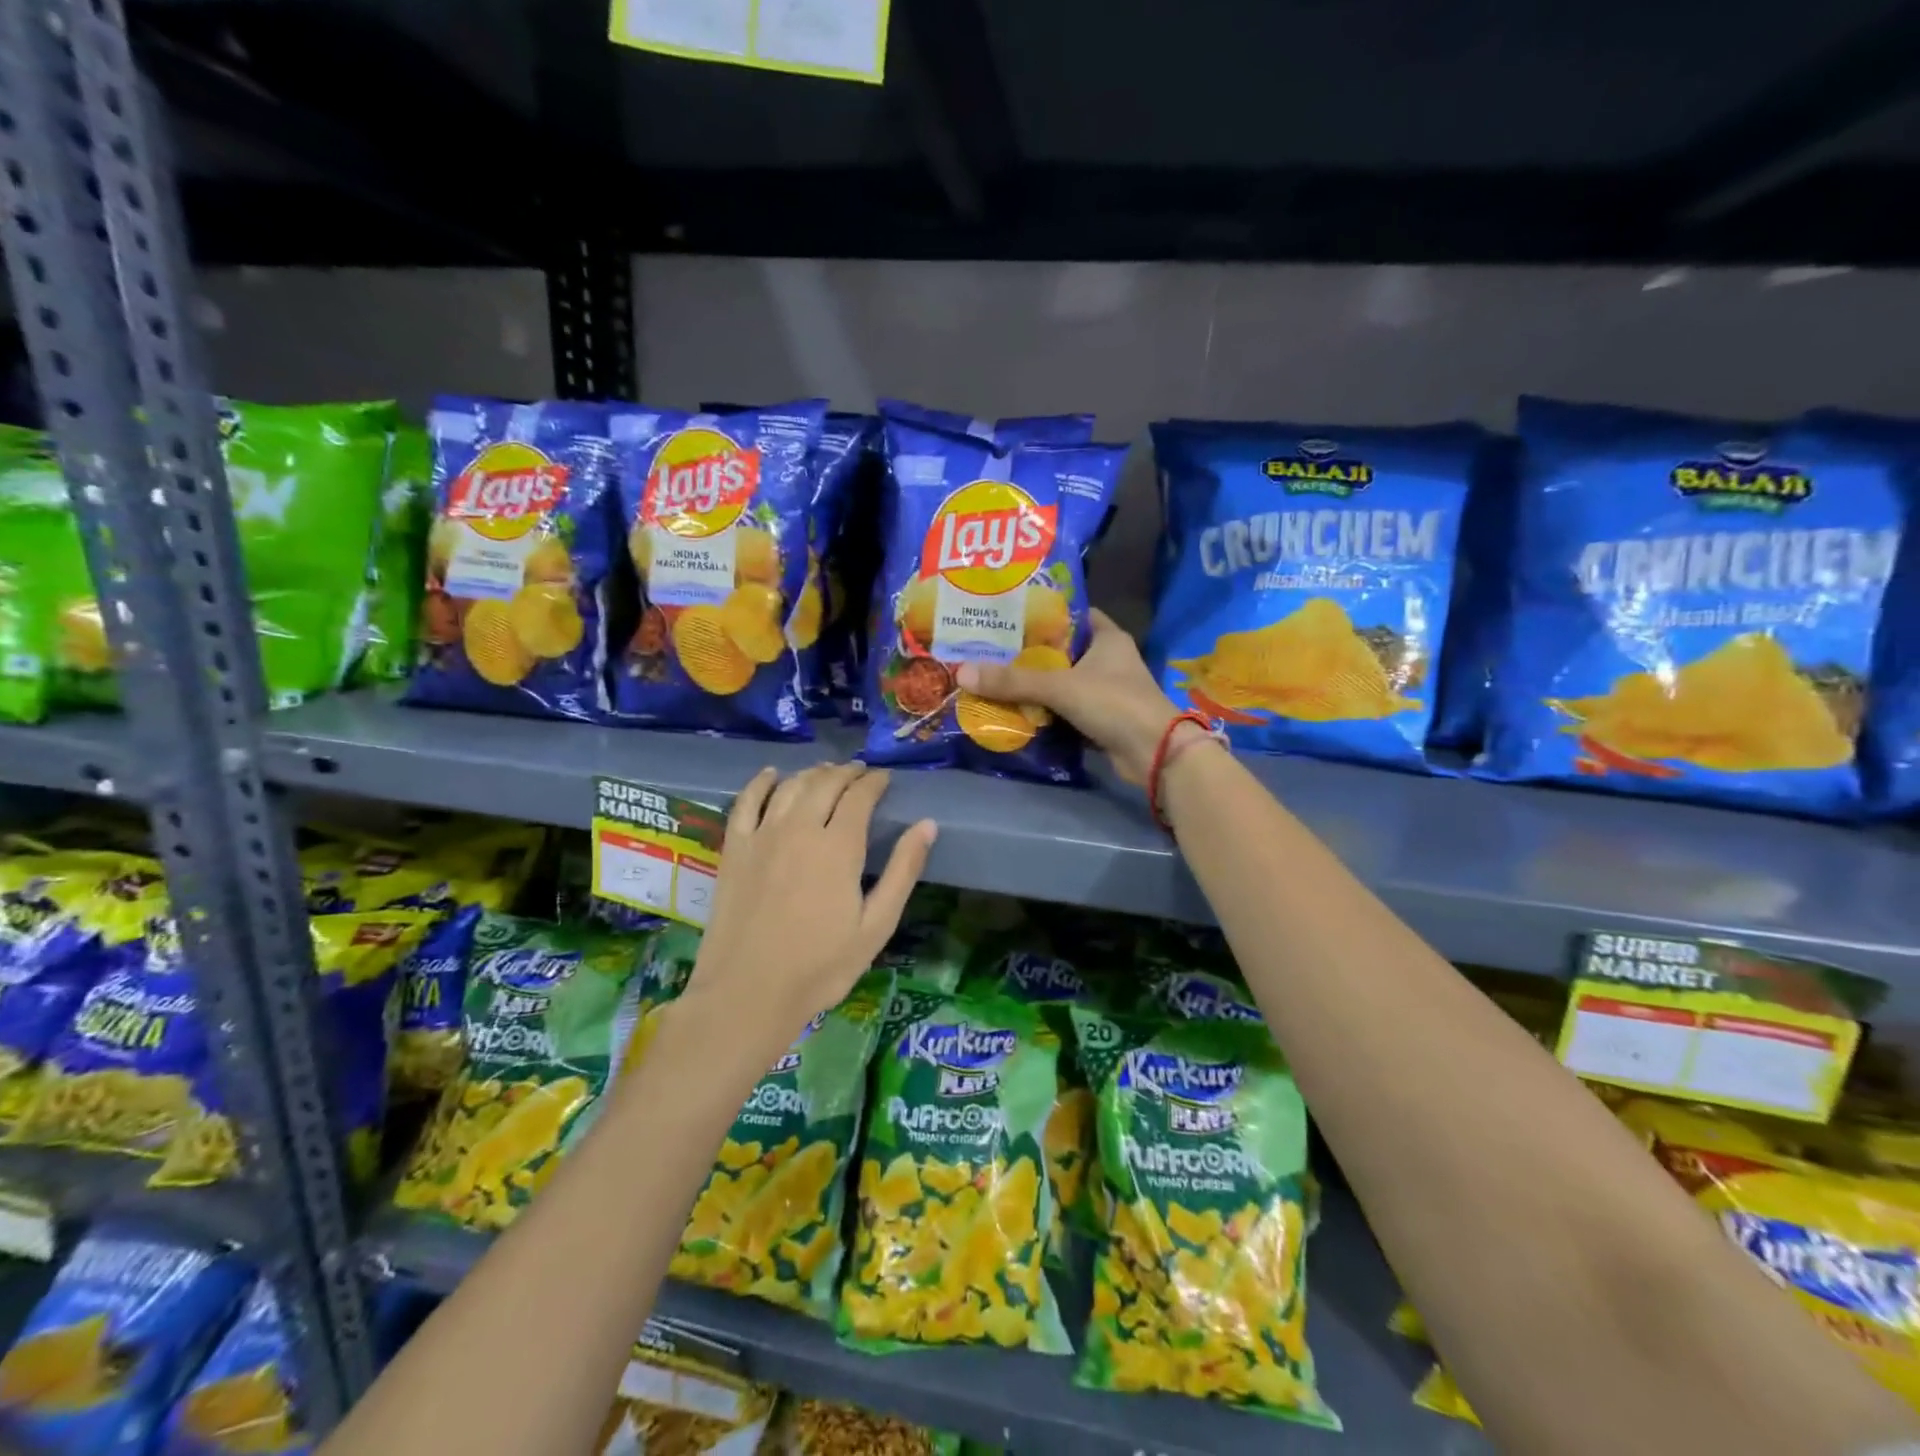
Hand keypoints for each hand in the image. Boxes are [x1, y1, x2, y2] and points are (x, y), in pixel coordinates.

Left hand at [682, 764, 935, 1058]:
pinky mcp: (734, 849)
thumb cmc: (820, 967)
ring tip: (826, 772)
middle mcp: (800, 829)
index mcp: (839, 847)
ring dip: (812, 773)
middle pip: (825, 784)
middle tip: (860, 772)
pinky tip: (771, 775)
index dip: (874, 782)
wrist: (747, 993)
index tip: (884, 778)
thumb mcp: (876, 926)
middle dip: (846, 773)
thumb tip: (927, 825)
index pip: (859, 796)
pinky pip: (745, 802)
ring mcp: (762, 836)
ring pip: (790, 786)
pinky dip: (760, 782)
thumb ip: (903, 871)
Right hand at [956, 609, 1179, 784]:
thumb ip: (1014, 680)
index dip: (1043, 612)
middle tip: (989, 647)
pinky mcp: (1100, 719)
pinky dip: (1044, 711)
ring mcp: (1105, 691)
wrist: (1155, 754)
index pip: (1072, 613)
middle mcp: (1108, 660)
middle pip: (1061, 650)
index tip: (1008, 614)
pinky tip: (1013, 709)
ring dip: (1034, 684)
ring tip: (992, 676)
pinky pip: (1064, 710)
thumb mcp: (1061, 687)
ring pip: (1062, 681)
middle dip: (1029, 652)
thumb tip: (962, 672)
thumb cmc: (1114, 704)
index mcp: (1107, 637)